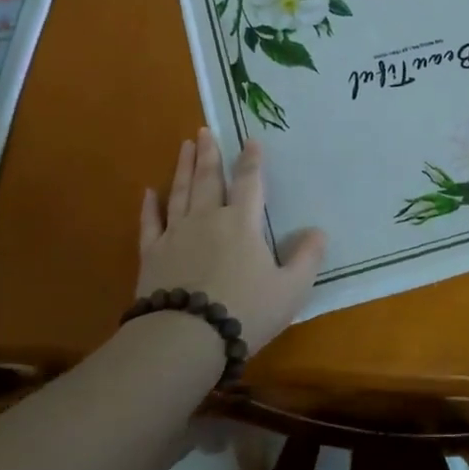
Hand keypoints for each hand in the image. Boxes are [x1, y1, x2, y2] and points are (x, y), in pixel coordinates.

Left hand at [137, 128, 326, 354]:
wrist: (185, 338)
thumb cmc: (245, 311)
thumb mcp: (290, 290)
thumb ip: (307, 259)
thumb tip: (319, 232)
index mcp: (242, 223)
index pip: (249, 183)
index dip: (252, 160)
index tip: (250, 140)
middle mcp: (208, 219)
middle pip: (209, 179)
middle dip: (208, 154)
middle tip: (204, 131)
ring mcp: (176, 234)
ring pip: (180, 193)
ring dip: (183, 168)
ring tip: (184, 146)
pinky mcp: (152, 254)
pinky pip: (150, 223)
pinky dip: (150, 206)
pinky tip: (149, 192)